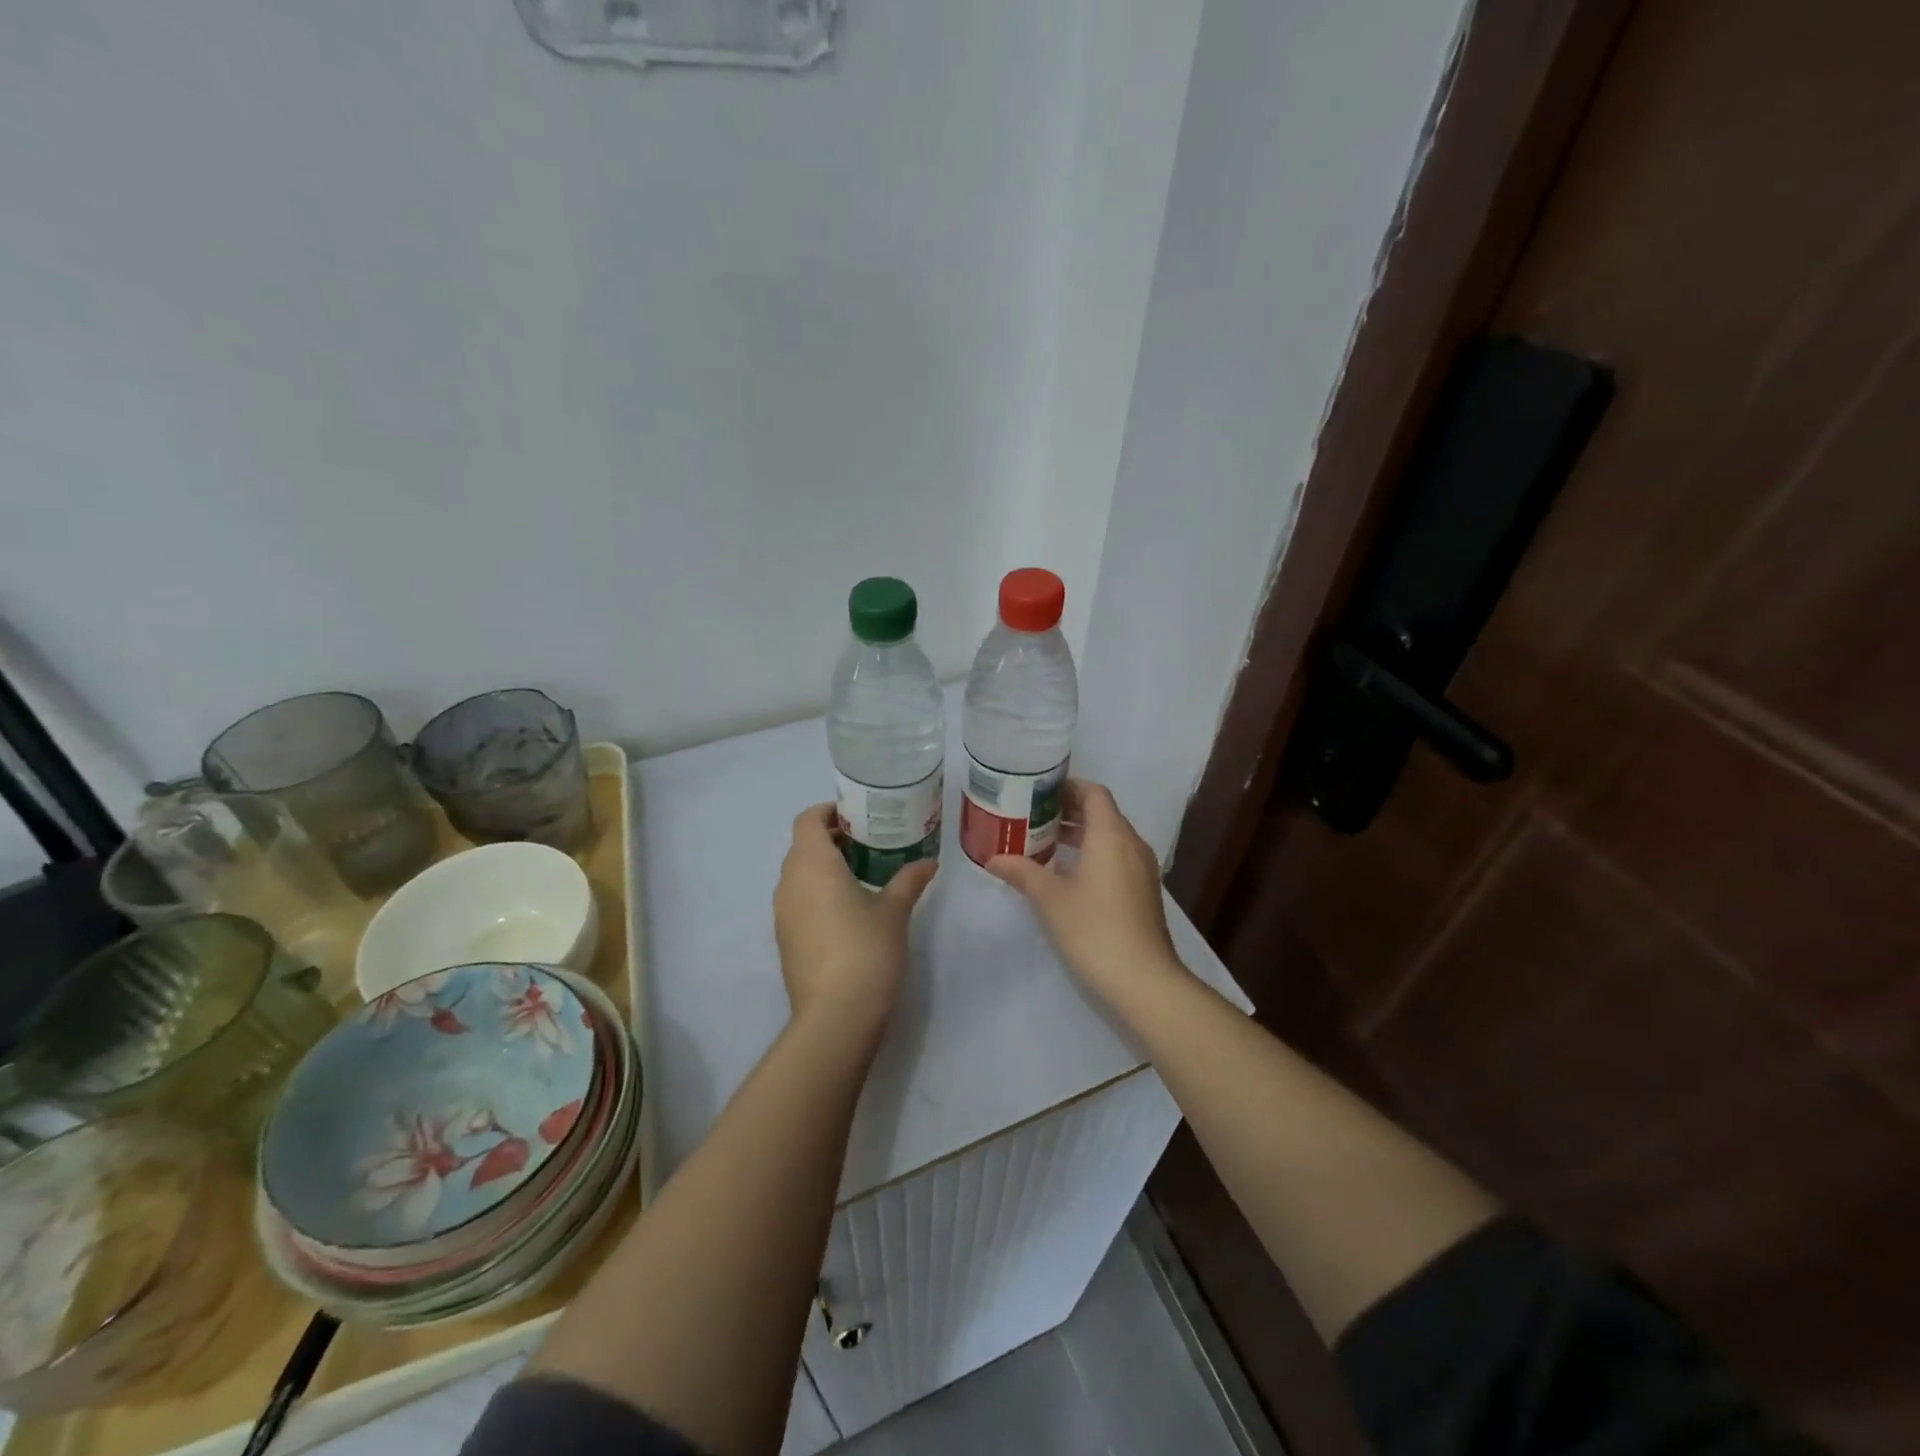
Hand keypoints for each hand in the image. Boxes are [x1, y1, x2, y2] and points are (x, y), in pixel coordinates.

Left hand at [773, 805, 936, 1040]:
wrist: (835, 1015)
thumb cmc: (866, 949)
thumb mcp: (895, 910)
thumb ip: (910, 880)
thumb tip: (929, 862)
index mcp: (812, 865)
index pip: (807, 820)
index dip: (828, 812)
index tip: (857, 817)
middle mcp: (789, 882)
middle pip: (802, 846)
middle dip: (831, 839)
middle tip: (868, 844)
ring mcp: (782, 913)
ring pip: (798, 875)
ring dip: (823, 867)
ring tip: (861, 875)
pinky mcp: (784, 939)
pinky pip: (797, 900)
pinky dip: (816, 893)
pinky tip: (847, 910)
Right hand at [986, 781, 1184, 1009]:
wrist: (1143, 980)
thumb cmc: (1093, 929)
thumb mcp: (1049, 899)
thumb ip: (1021, 872)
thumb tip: (993, 859)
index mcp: (1111, 835)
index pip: (1093, 793)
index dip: (1067, 787)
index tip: (1038, 792)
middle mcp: (1131, 844)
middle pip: (1102, 813)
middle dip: (1069, 810)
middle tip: (1033, 816)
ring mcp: (1142, 869)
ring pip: (1110, 837)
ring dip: (1080, 834)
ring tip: (1045, 843)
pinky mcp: (1144, 892)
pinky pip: (1117, 858)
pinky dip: (1094, 854)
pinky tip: (1068, 875)